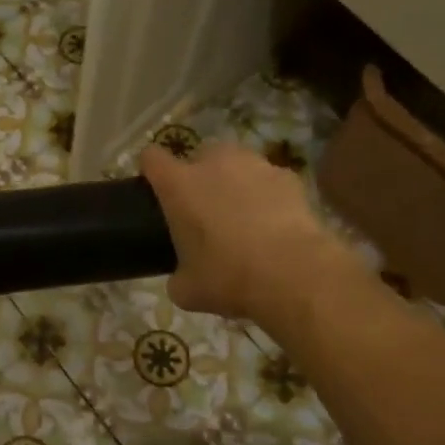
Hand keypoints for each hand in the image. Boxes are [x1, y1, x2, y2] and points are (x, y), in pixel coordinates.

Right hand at [141, 141, 369, 326]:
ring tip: (243, 215)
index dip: (151, 170)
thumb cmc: (229, 278)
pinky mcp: (288, 176)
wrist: (293, 275)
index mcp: (179, 186)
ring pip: (236, 163)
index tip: (155, 188)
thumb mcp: (187, 290)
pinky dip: (268, 195)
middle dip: (199, 175)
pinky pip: (269, 179)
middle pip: (198, 154)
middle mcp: (213, 164)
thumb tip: (182, 276)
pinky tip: (274, 223)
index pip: (151, 158)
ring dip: (234, 181)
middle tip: (204, 208)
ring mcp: (254, 165)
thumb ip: (177, 274)